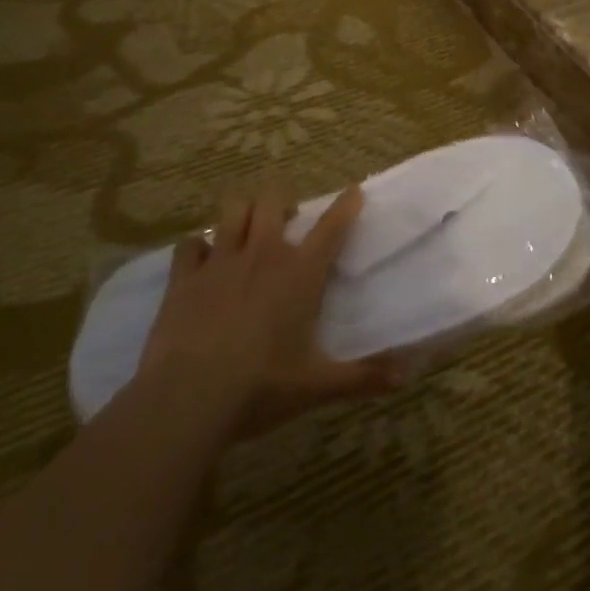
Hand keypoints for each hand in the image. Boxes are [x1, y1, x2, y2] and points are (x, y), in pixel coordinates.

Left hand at [140, 187, 398, 435]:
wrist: (186, 400)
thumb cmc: (261, 387)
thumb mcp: (317, 386)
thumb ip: (363, 378)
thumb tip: (406, 377)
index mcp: (300, 274)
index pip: (331, 227)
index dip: (346, 205)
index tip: (354, 191)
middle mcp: (262, 255)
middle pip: (272, 201)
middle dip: (281, 202)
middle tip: (287, 220)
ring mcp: (219, 262)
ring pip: (232, 211)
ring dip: (243, 212)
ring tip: (248, 228)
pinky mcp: (183, 278)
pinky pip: (190, 244)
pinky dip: (199, 246)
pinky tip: (203, 260)